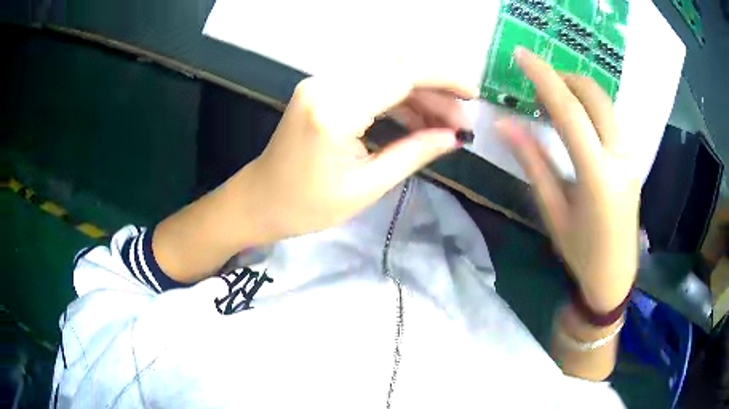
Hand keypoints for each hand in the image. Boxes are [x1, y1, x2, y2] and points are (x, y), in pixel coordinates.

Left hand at [239, 63, 475, 244]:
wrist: (260, 200)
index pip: (402, 74)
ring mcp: (321, 82)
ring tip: (445, 125)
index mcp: (335, 110)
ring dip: (420, 94)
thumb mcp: (366, 187)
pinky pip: (370, 82)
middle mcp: (326, 84)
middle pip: (396, 66)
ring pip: (385, 72)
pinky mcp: (322, 88)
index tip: (472, 96)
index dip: (444, 79)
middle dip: (436, 89)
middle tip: (460, 120)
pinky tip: (418, 120)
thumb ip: (414, 153)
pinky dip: (398, 98)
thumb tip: (455, 137)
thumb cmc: (306, 206)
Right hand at [498, 48, 638, 312]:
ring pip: (605, 102)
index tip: (521, 55)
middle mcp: (620, 156)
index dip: (544, 78)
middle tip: (538, 82)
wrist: (615, 275)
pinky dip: (589, 105)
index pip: (570, 112)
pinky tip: (575, 118)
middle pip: (594, 96)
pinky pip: (610, 116)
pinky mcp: (633, 156)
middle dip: (564, 77)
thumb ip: (532, 161)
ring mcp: (631, 155)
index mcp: (598, 175)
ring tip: (552, 100)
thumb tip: (504, 123)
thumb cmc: (581, 251)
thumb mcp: (553, 209)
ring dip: (577, 90)